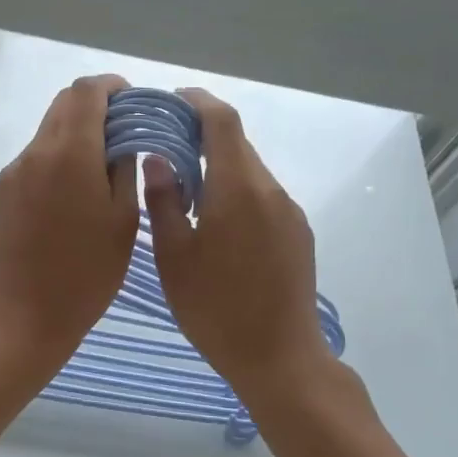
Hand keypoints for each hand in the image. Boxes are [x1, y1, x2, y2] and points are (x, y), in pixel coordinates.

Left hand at [0, 75, 138, 367]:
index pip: (86, 92)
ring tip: (102, 167)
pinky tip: (74, 191)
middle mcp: (36, 152)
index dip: (112, 87)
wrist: (25, 314)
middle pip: (64, 104)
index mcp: (70, 153)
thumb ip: (124, 169)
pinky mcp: (3, 191)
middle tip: (123, 132)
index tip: (132, 102)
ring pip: (48, 131)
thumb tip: (122, 141)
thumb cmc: (87, 273)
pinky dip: (58, 156)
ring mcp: (15, 171)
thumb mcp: (123, 220)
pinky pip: (35, 158)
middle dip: (95, 106)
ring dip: (76, 132)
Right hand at [144, 88, 330, 398]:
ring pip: (250, 172)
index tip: (173, 99)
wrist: (279, 357)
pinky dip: (237, 191)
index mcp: (238, 189)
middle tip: (166, 147)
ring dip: (220, 167)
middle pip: (238, 145)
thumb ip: (164, 201)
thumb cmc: (215, 309)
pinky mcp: (298, 233)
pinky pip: (263, 196)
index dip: (198, 102)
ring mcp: (289, 213)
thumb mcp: (174, 257)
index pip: (222, 122)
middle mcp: (270, 190)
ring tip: (186, 188)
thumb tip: (158, 159)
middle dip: (203, 136)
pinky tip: (216, 221)